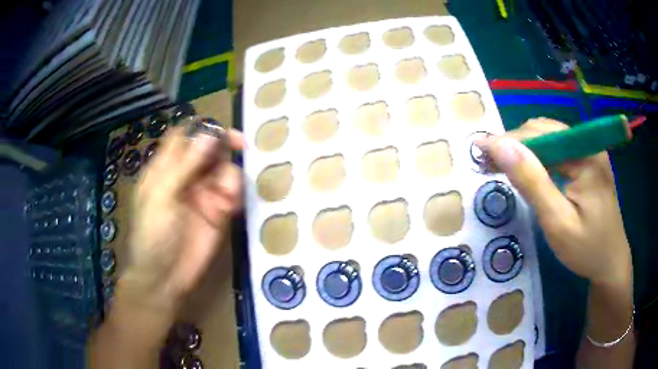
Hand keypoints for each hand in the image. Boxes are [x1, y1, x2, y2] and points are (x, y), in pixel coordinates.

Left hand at [123, 122, 242, 310]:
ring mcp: (202, 195)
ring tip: (227, 193)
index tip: (218, 128)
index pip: (183, 138)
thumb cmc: (153, 234)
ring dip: (229, 174)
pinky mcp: (218, 213)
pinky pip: (232, 194)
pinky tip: (231, 204)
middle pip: (208, 150)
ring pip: (223, 170)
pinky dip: (235, 193)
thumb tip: (210, 135)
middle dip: (224, 145)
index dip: (200, 129)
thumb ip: (185, 165)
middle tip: (240, 145)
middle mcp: (185, 177)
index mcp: (165, 169)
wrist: (164, 277)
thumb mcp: (162, 196)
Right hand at [477, 118, 631, 286]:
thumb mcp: (558, 222)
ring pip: (548, 139)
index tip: (479, 149)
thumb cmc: (587, 249)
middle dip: (514, 143)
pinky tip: (525, 170)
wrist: (610, 265)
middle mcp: (588, 145)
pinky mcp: (587, 164)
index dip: (509, 140)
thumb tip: (499, 145)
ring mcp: (589, 153)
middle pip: (544, 131)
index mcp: (587, 154)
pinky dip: (537, 158)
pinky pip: (557, 152)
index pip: (541, 133)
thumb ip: (532, 182)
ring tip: (500, 164)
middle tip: (487, 162)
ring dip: (523, 149)